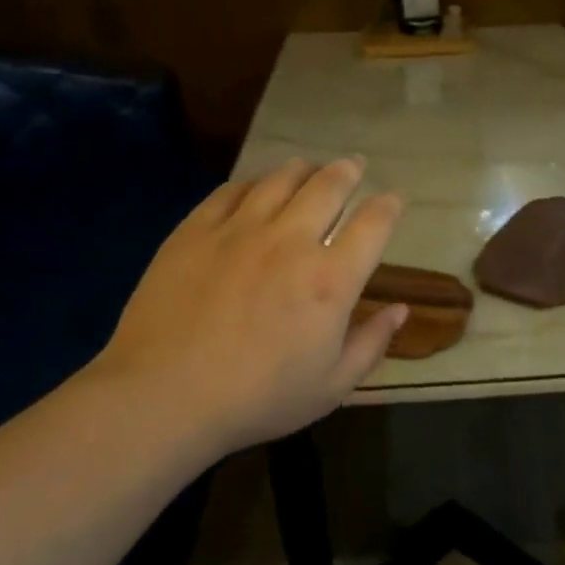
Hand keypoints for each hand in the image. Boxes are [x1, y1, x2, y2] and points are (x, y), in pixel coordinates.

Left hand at [88, 158, 407, 454]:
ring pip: (280, 179)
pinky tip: (256, 186)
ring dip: (304, 168)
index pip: (373, 224)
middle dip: (348, 171)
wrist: (163, 396)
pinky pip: (232, 190)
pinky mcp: (196, 230)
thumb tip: (401, 310)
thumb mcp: (331, 387)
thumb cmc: (257, 399)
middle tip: (355, 165)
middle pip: (329, 186)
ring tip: (310, 167)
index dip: (390, 205)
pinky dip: (253, 182)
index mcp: (331, 279)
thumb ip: (372, 343)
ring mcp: (240, 230)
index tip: (395, 198)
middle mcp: (291, 241)